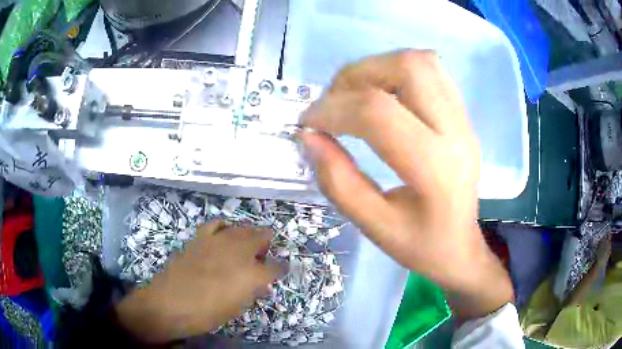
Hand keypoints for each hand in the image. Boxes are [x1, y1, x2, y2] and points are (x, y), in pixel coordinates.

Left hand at [116, 220, 282, 342]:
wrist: (170, 304)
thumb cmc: (207, 314)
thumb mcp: (236, 308)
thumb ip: (252, 292)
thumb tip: (260, 283)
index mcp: (252, 275)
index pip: (277, 267)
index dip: (281, 268)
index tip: (282, 269)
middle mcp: (239, 252)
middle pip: (261, 237)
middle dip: (266, 244)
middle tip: (263, 256)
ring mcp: (219, 241)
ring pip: (242, 228)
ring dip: (249, 235)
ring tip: (247, 244)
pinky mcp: (201, 237)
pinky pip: (217, 224)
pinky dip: (225, 227)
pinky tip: (225, 233)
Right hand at [299, 50, 513, 319]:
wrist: (461, 247)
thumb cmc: (421, 247)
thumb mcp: (374, 226)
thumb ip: (337, 181)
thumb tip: (309, 136)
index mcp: (436, 170)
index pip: (378, 114)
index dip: (333, 109)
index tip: (307, 123)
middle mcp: (456, 133)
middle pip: (407, 68)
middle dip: (356, 75)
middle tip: (333, 102)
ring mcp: (464, 120)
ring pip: (420, 61)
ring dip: (377, 68)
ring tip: (354, 95)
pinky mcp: (463, 115)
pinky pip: (431, 71)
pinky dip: (397, 71)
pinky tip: (382, 95)